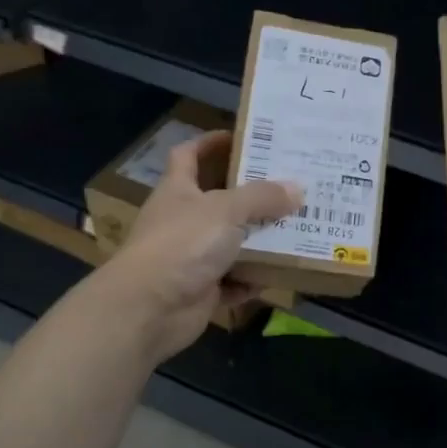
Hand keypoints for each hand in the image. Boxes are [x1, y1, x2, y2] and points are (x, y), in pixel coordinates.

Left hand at [100, 131, 301, 361]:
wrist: (149, 309)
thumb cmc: (182, 244)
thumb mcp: (226, 210)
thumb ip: (262, 197)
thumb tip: (297, 188)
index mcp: (179, 190)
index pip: (189, 155)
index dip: (211, 143)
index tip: (243, 138)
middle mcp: (183, 220)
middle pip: (220, 200)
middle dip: (253, 195)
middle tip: (290, 185)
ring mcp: (191, 256)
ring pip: (232, 242)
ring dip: (260, 240)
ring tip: (297, 229)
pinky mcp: (202, 289)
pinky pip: (235, 280)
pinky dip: (253, 279)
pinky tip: (278, 273)